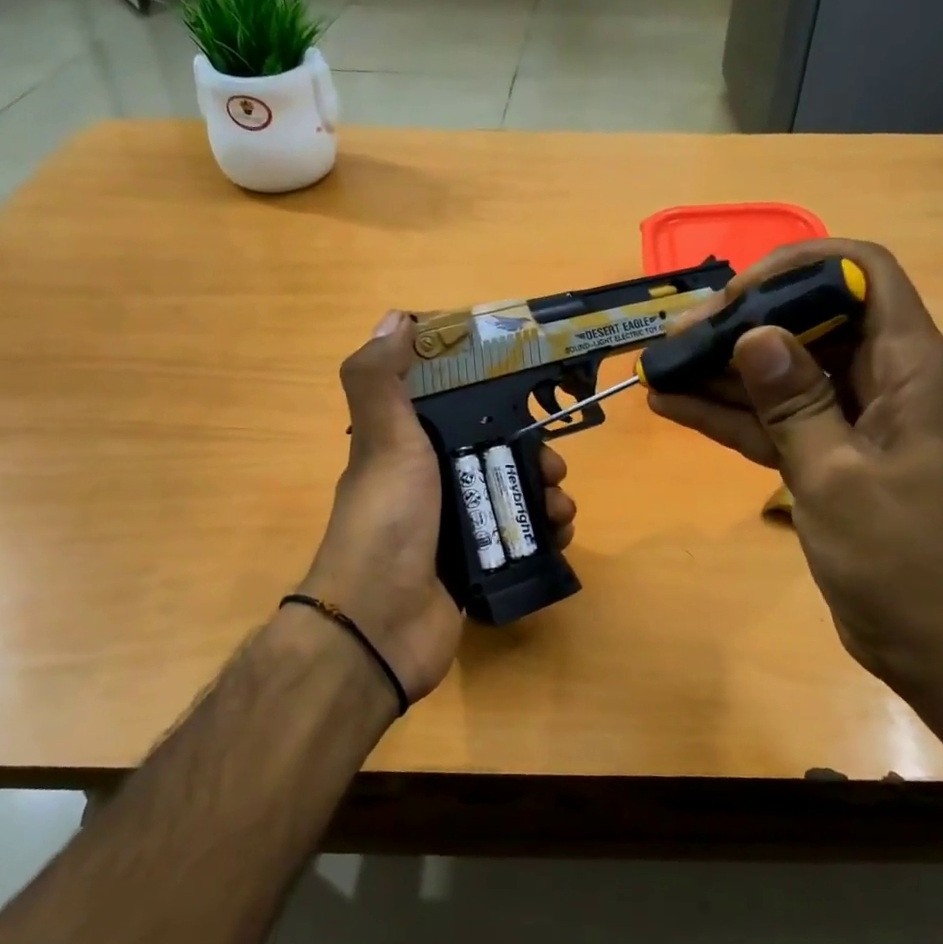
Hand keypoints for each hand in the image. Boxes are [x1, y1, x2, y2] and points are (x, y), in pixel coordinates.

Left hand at [300, 311, 576, 702]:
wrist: (381, 626)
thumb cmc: (387, 521)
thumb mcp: (383, 440)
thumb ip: (379, 379)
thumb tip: (396, 318)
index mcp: (406, 450)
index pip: (456, 411)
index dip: (493, 400)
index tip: (528, 394)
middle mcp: (430, 486)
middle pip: (497, 456)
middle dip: (535, 455)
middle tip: (556, 467)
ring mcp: (454, 530)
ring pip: (514, 498)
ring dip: (548, 496)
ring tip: (562, 508)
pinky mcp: (476, 568)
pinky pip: (521, 541)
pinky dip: (545, 535)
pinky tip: (560, 536)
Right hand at [648, 240, 942, 688]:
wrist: (932, 642)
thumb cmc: (901, 560)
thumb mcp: (837, 477)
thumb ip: (794, 403)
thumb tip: (753, 334)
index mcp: (909, 368)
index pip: (863, 274)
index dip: (799, 268)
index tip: (737, 297)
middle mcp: (882, 379)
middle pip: (810, 320)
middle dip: (741, 323)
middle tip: (677, 340)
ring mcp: (852, 418)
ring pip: (783, 371)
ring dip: (723, 370)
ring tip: (659, 369)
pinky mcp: (828, 453)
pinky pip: (774, 418)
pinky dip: (730, 413)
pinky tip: (672, 407)